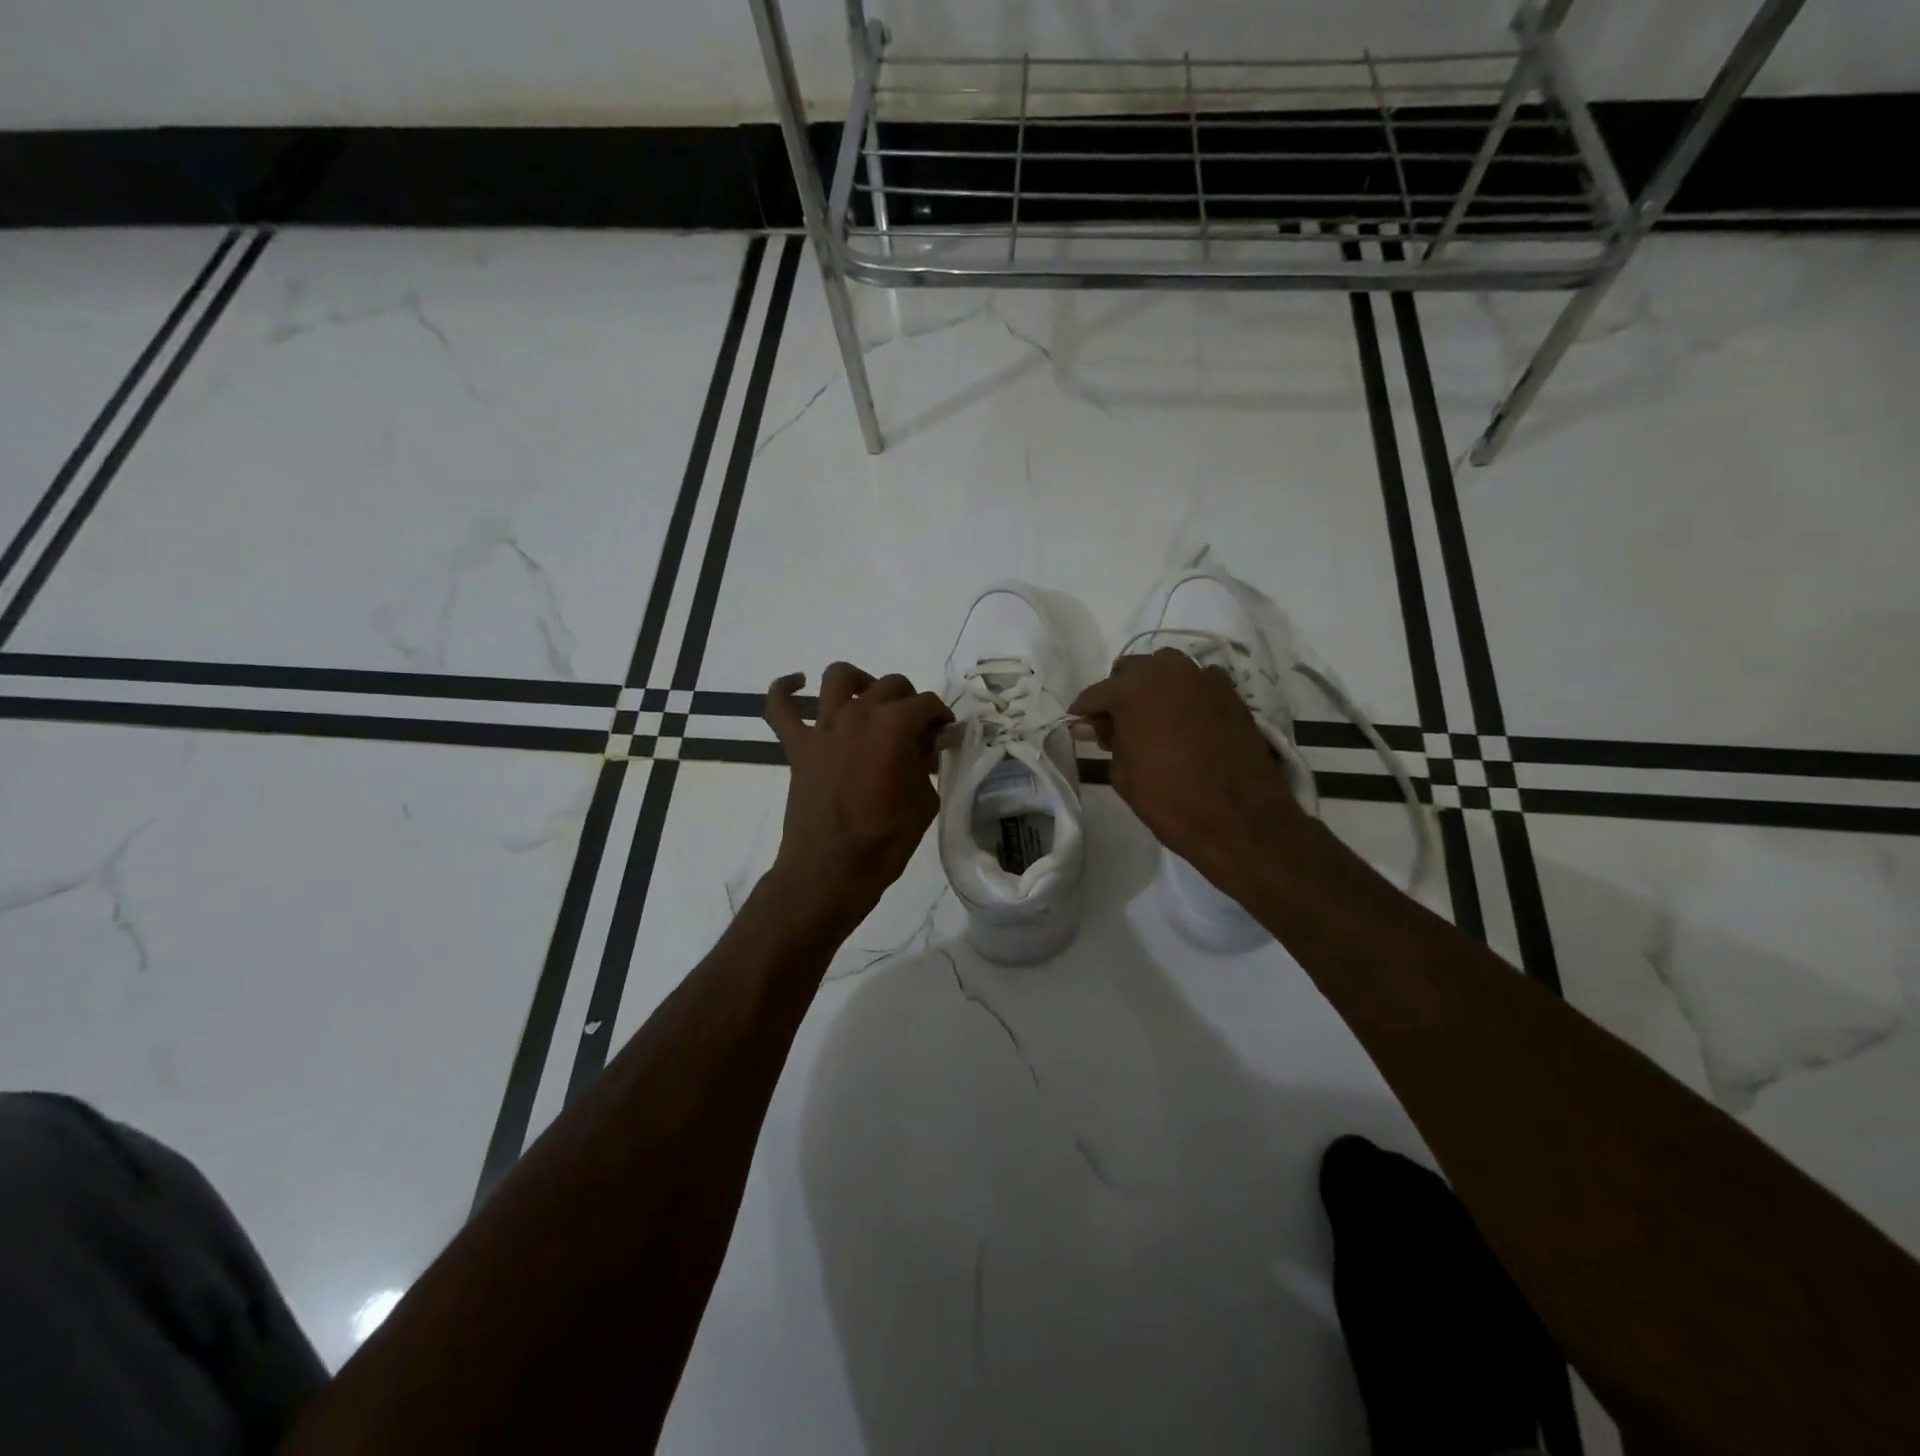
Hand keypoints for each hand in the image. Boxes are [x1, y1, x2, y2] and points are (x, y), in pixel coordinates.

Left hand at [763, 663, 952, 928]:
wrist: (831, 870)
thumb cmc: (886, 840)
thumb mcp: (925, 801)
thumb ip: (927, 764)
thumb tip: (926, 746)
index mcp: (895, 726)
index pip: (927, 704)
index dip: (941, 719)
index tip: (945, 737)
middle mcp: (859, 714)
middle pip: (891, 685)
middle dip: (910, 703)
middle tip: (917, 732)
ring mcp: (824, 727)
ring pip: (839, 677)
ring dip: (859, 681)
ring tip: (870, 700)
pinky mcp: (797, 745)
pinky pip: (780, 707)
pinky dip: (785, 689)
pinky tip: (798, 684)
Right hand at [1070, 649, 1307, 884]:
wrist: (1241, 820)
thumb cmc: (1169, 799)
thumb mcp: (1123, 773)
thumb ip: (1107, 739)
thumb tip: (1093, 725)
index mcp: (1134, 687)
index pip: (1096, 693)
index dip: (1083, 713)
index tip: (1078, 728)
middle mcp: (1169, 670)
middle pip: (1131, 672)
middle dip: (1119, 694)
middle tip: (1115, 727)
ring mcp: (1204, 678)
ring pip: (1165, 672)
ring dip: (1152, 690)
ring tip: (1149, 723)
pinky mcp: (1231, 693)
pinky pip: (1195, 686)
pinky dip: (1183, 698)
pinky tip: (1183, 725)